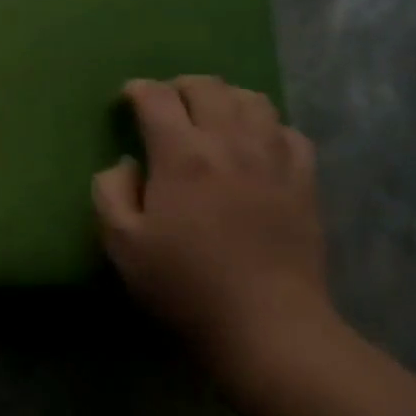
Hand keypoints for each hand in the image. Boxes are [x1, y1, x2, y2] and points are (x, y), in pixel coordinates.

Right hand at [93, 77, 331, 371]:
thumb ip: (110, 192)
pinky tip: (256, 146)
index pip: (156, 96)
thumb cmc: (187, 286)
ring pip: (252, 100)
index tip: (126, 101)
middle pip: (206, 86)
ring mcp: (273, 159)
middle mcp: (229, 143)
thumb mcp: (122, 244)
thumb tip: (126, 164)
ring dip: (225, 98)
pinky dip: (266, 127)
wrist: (270, 328)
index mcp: (181, 154)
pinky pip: (289, 132)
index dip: (137, 91)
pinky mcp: (304, 182)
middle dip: (179, 87)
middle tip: (166, 107)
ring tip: (211, 118)